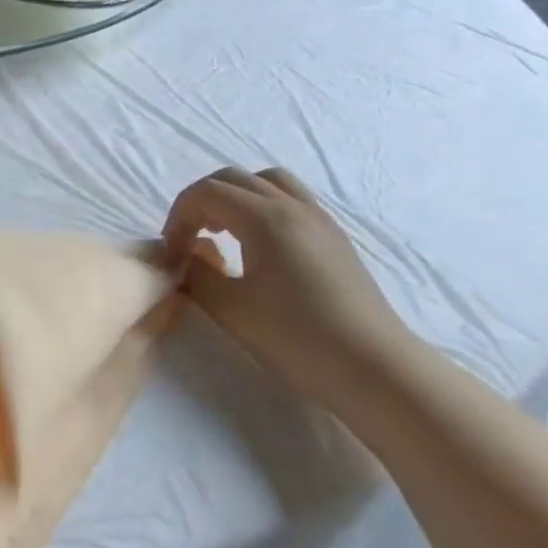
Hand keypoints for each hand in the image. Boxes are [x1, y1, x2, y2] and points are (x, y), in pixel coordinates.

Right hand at [162, 166, 416, 406]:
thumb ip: (196, 273)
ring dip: (233, 198)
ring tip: (222, 232)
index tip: (173, 254)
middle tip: (188, 239)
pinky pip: (289, 199)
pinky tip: (256, 246)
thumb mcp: (228, 307)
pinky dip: (261, 207)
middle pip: (233, 178)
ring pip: (266, 181)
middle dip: (200, 202)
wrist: (374, 369)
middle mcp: (293, 206)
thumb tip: (185, 256)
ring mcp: (320, 219)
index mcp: (265, 218)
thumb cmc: (295, 337)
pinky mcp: (334, 238)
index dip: (178, 217)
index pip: (205, 192)